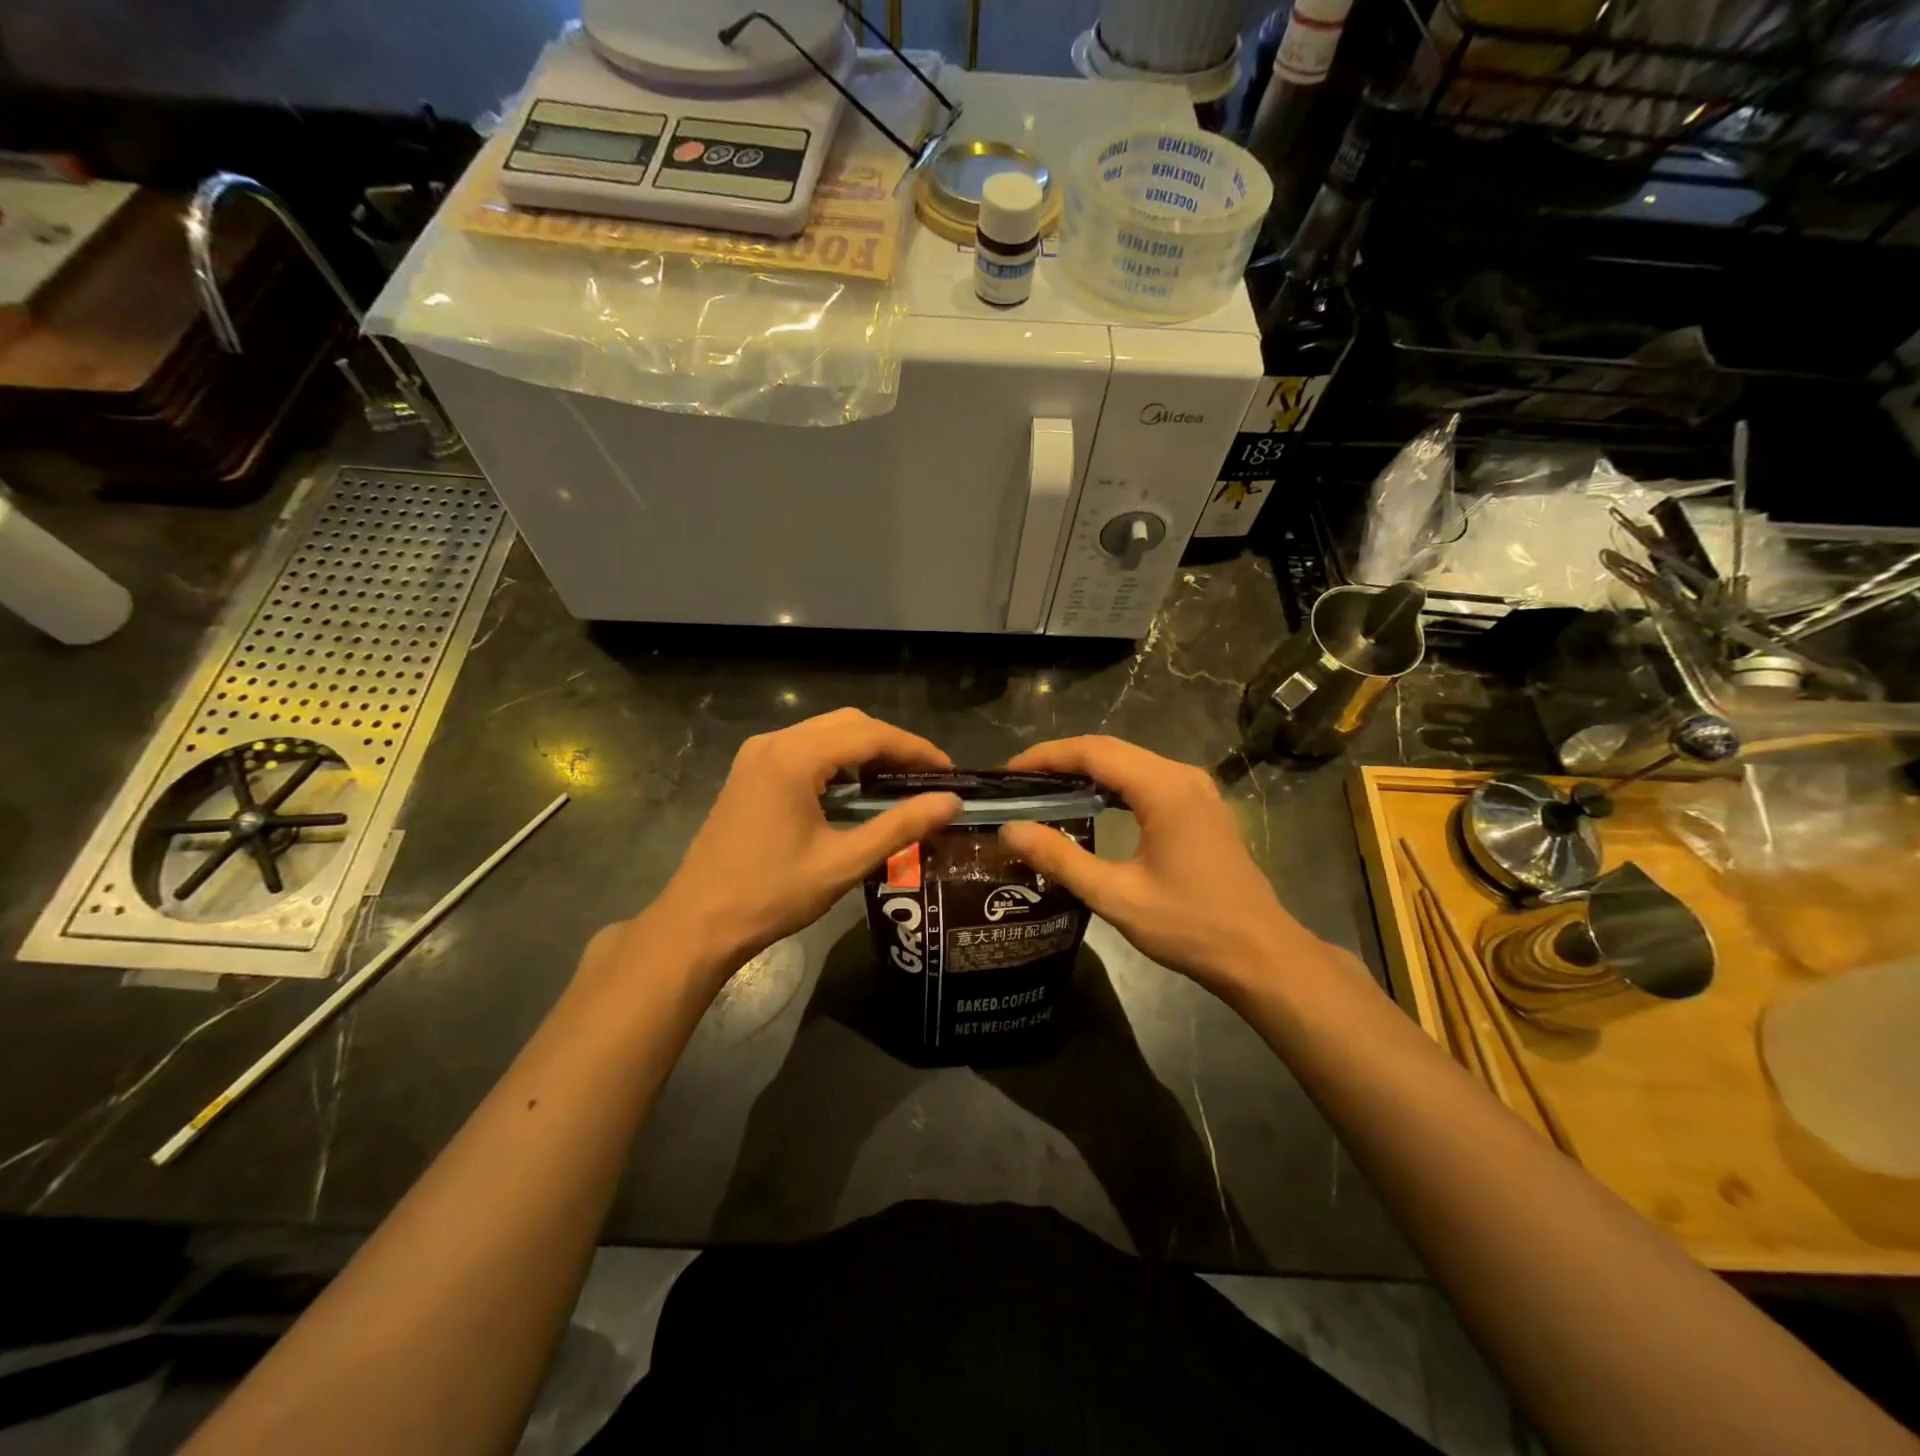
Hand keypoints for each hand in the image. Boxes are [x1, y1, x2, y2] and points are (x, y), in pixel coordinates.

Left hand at [616, 709, 959, 994]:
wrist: (699, 923)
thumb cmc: (771, 895)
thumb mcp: (843, 862)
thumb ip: (900, 827)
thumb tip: (951, 803)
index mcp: (794, 758)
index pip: (870, 735)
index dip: (915, 749)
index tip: (948, 771)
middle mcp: (773, 743)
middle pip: (849, 724)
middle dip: (892, 746)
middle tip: (927, 778)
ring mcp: (757, 754)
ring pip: (826, 733)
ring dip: (865, 751)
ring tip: (898, 784)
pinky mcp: (750, 771)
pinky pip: (805, 748)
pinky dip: (838, 761)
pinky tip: (855, 791)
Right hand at [997, 736, 1316, 1000]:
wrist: (1259, 954)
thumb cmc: (1189, 926)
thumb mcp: (1116, 896)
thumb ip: (1060, 859)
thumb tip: (1010, 830)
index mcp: (1164, 789)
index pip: (1094, 752)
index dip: (1047, 756)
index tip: (1008, 772)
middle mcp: (1182, 776)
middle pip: (1111, 750)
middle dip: (1061, 760)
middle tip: (1018, 783)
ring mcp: (1196, 789)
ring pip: (1130, 763)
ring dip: (1086, 771)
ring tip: (1044, 790)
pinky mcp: (1200, 806)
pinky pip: (1146, 779)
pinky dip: (1112, 785)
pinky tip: (1090, 805)